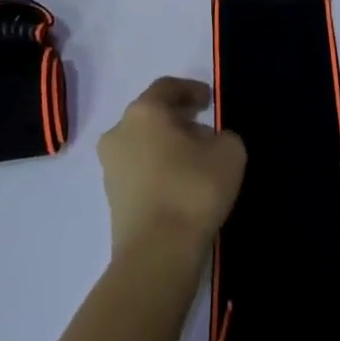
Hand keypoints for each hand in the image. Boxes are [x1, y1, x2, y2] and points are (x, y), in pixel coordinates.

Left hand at [99, 77, 245, 264]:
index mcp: (144, 111)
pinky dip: (157, 168)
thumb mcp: (229, 152)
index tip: (210, 101)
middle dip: (178, 119)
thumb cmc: (193, 189)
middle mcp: (119, 131)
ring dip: (166, 145)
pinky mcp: (111, 197)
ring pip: (142, 143)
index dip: (191, 90)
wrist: (157, 252)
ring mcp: (110, 166)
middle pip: (151, 115)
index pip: (167, 87)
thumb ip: (223, 136)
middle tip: (204, 129)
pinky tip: (180, 184)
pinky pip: (138, 170)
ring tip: (195, 160)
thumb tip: (210, 141)